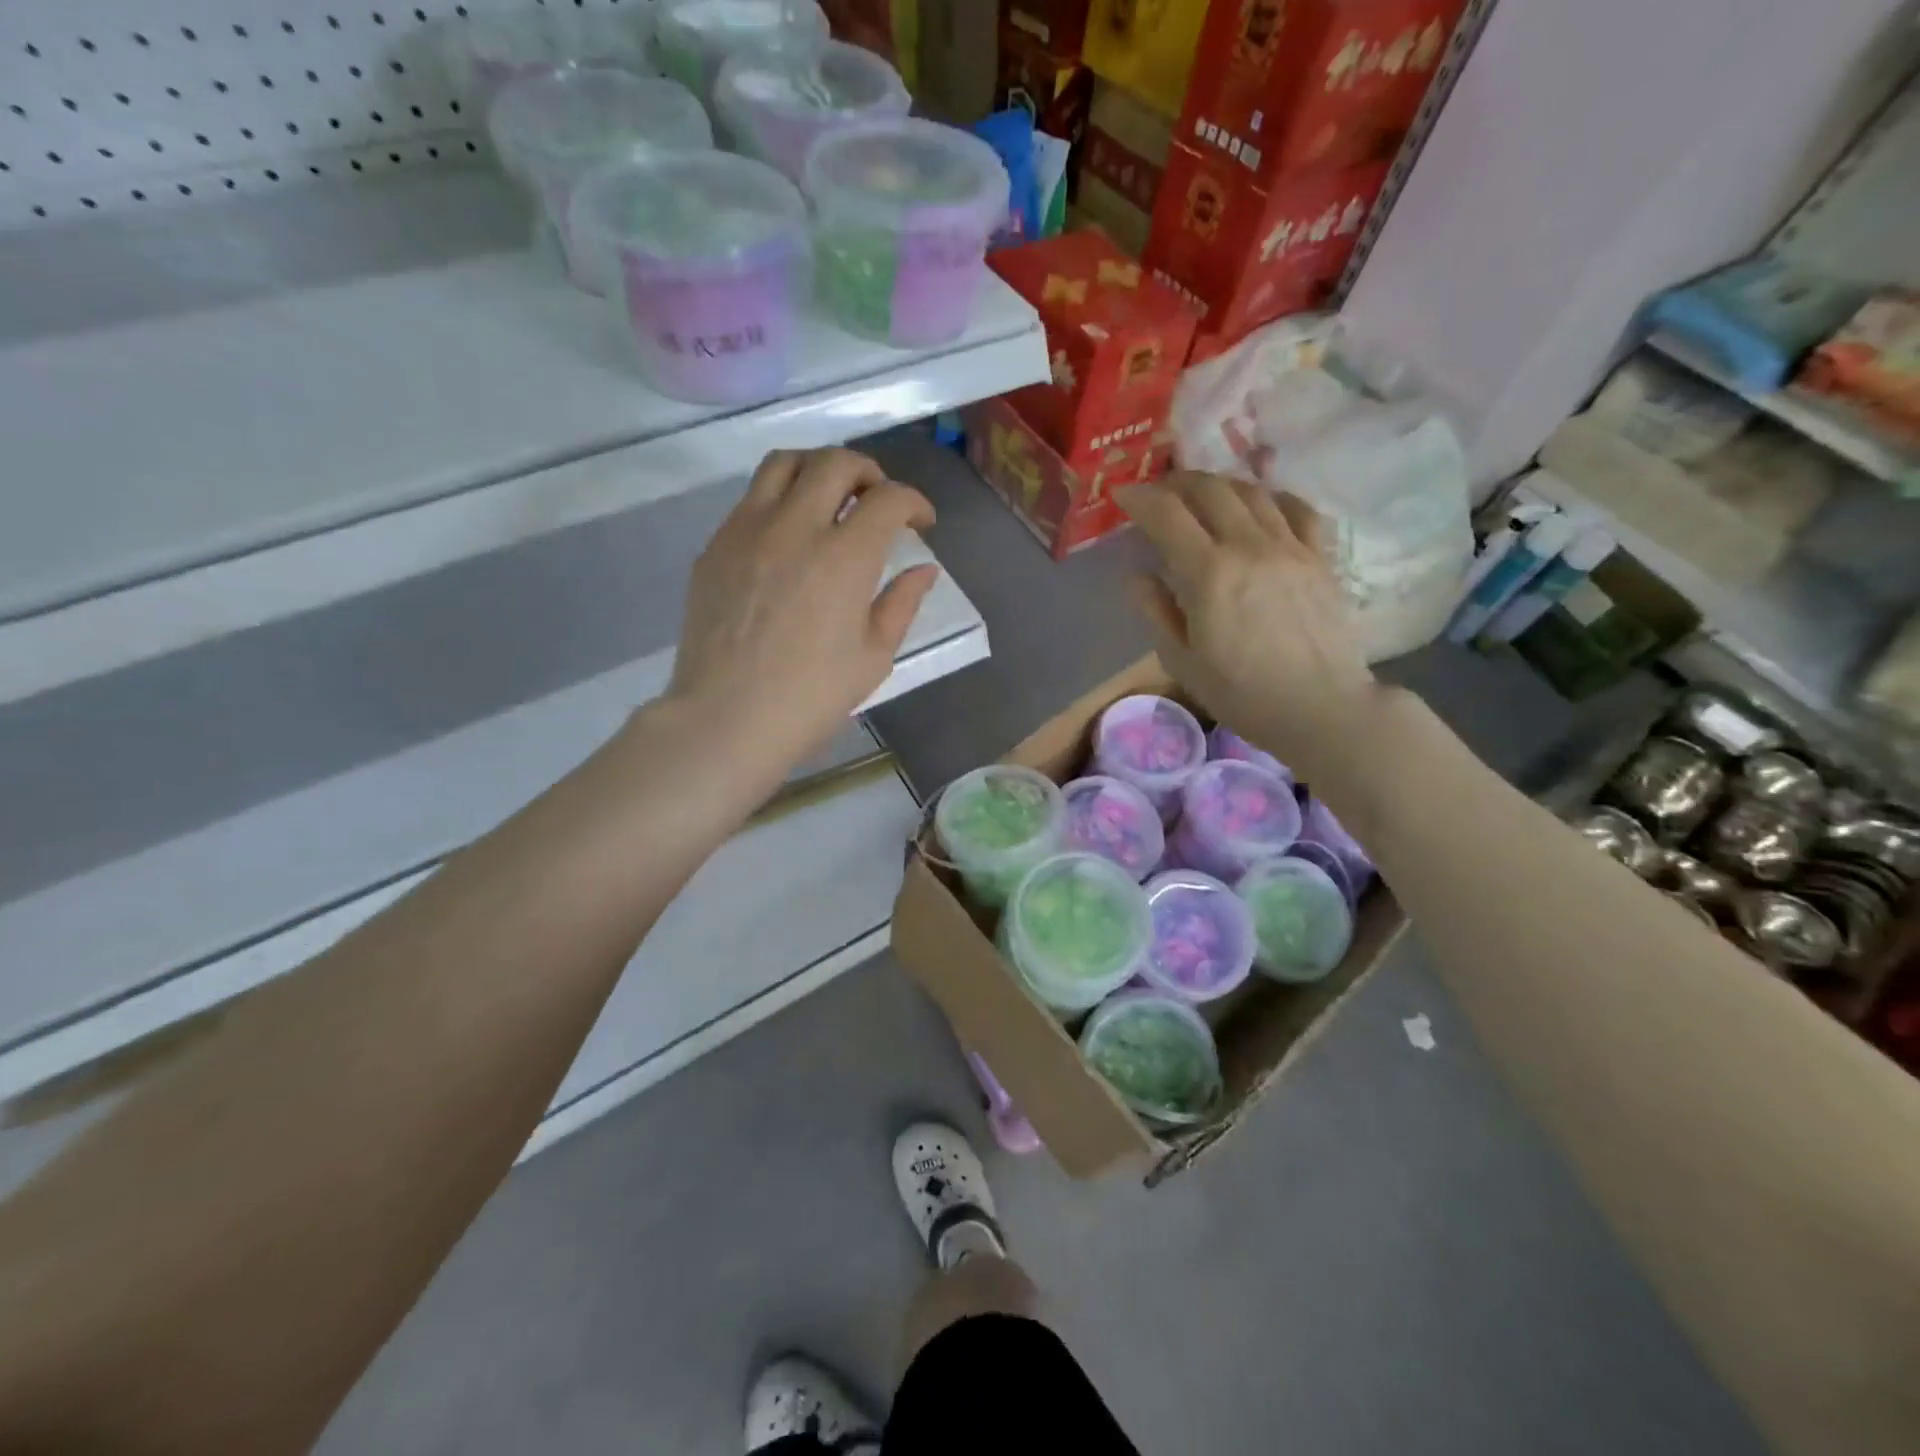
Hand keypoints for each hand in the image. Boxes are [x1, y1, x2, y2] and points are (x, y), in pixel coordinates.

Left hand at [665, 448, 938, 776]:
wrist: (727, 718)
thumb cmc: (811, 697)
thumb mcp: (873, 656)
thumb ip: (901, 603)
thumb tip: (923, 569)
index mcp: (845, 557)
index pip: (888, 498)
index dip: (914, 502)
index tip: (921, 523)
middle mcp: (795, 526)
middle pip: (836, 462)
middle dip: (869, 472)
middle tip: (877, 501)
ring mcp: (747, 530)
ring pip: (784, 463)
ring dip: (818, 470)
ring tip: (830, 499)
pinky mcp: (715, 546)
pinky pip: (751, 498)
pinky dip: (780, 499)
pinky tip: (788, 536)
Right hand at [1118, 472, 1383, 784]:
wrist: (1320, 708)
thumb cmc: (1242, 694)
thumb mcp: (1183, 662)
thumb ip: (1157, 611)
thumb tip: (1139, 576)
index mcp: (1208, 573)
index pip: (1167, 514)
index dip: (1139, 497)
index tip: (1122, 494)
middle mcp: (1249, 546)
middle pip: (1210, 489)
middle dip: (1177, 482)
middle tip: (1160, 493)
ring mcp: (1291, 546)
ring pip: (1252, 491)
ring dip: (1219, 484)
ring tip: (1203, 496)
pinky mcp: (1320, 556)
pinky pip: (1297, 508)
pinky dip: (1272, 497)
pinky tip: (1261, 506)